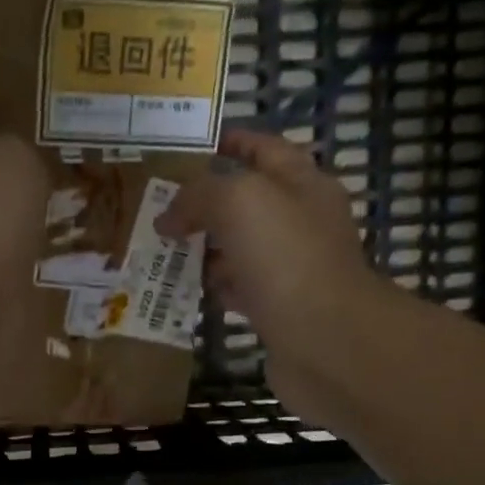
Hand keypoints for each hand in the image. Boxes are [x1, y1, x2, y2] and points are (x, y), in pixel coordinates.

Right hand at [156, 129, 379, 414]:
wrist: (326, 342)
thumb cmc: (287, 259)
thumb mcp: (239, 202)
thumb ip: (198, 196)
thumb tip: (168, 217)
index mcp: (301, 184)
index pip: (263, 149)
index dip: (229, 142)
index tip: (187, 147)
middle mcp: (300, 222)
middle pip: (248, 201)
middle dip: (205, 200)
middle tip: (158, 203)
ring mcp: (290, 268)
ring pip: (239, 247)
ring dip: (204, 246)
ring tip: (159, 246)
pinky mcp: (278, 310)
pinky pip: (237, 289)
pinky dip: (212, 287)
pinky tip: (182, 288)